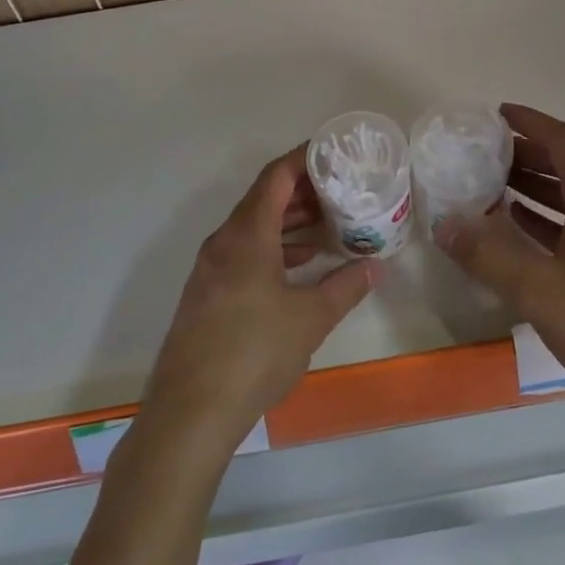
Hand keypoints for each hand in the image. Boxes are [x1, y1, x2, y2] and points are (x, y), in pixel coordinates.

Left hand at [139, 146, 371, 458]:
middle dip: (301, 192)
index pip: (275, 177)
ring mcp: (210, 269)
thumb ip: (345, 287)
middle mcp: (223, 242)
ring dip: (287, 223)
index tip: (332, 153)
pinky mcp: (206, 294)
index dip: (303, 159)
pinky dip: (272, 249)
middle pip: (263, 200)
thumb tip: (374, 267)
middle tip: (339, 191)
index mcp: (247, 235)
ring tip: (326, 226)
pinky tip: (298, 266)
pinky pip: (243, 253)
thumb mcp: (311, 319)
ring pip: (253, 228)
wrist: (191, 412)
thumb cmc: (255, 353)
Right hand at [438, 103, 564, 417]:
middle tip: (484, 154)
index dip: (530, 122)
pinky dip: (549, 219)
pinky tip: (521, 231)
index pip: (563, 141)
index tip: (497, 114)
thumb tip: (445, 225)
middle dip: (527, 155)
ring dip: (536, 188)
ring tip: (492, 188)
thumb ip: (487, 255)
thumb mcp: (538, 289)